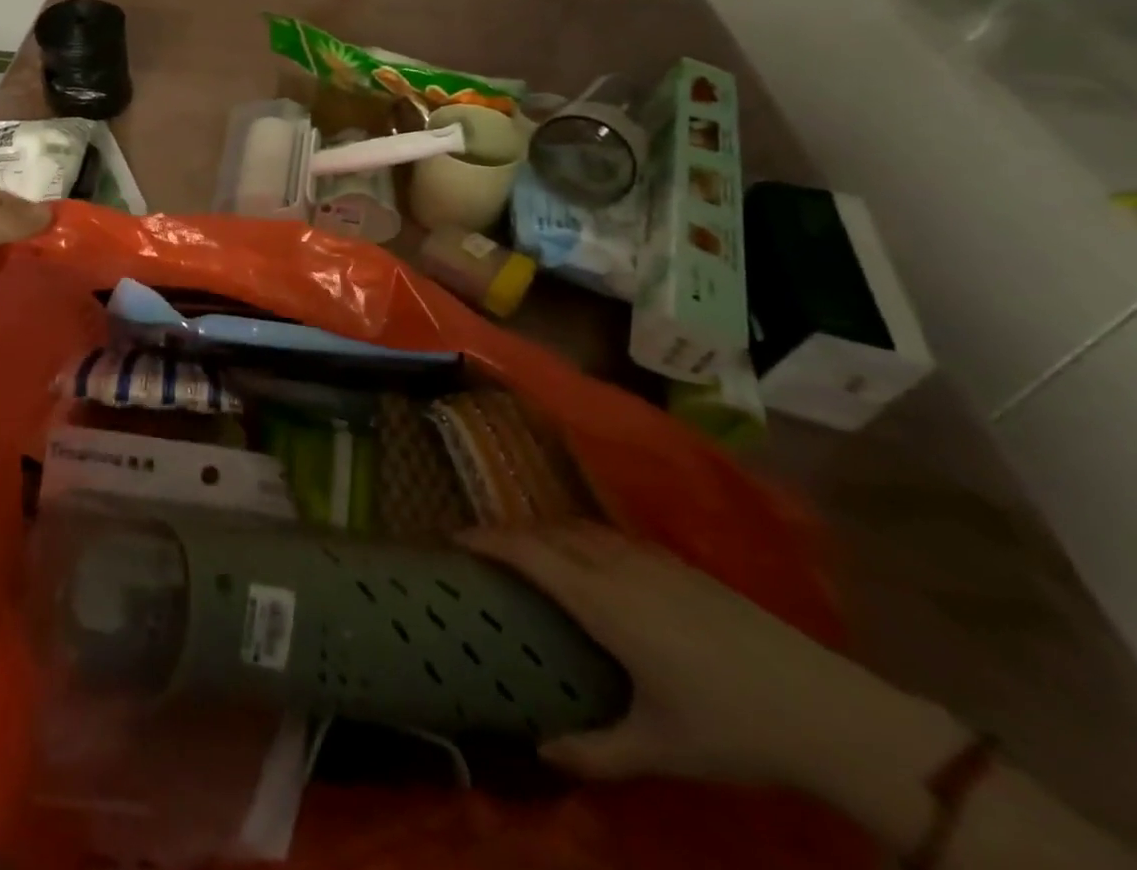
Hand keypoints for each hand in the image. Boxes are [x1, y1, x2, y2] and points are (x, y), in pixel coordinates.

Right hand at [464, 524, 929, 789]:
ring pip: (581, 528)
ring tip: (530, 550)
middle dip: (510, 533)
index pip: (529, 554)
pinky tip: (590, 560)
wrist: (825, 708)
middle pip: (549, 532)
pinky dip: (581, 536)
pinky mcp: (679, 563)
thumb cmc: (732, 728)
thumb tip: (541, 753)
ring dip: (546, 531)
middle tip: (484, 547)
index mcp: (603, 602)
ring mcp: (652, 559)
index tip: (455, 538)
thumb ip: (596, 751)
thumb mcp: (660, 749)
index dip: (488, 540)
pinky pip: (610, 535)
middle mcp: (618, 567)